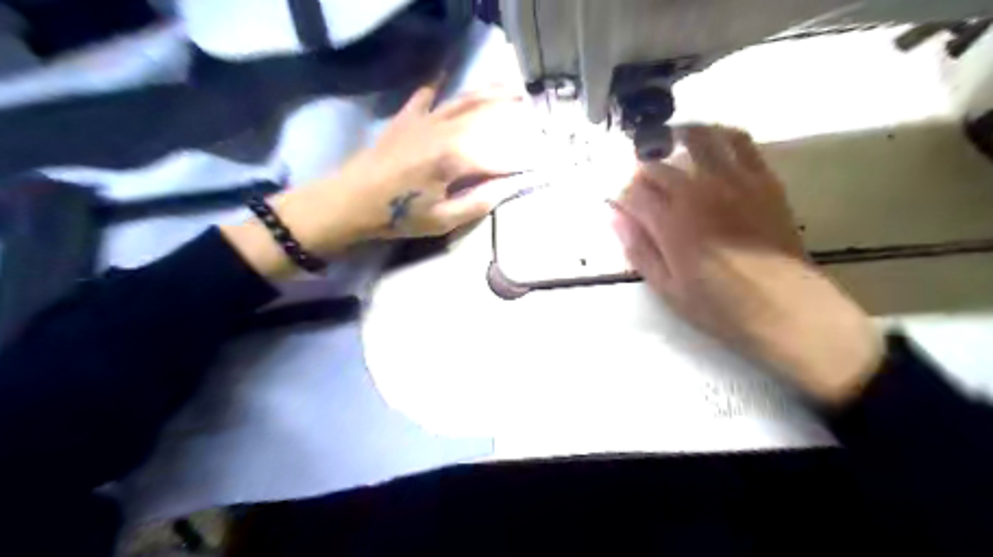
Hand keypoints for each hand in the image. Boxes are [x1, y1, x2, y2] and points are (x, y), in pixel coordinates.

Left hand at [325, 80, 534, 238]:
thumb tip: (503, 190)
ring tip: (510, 87)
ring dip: (488, 93)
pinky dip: (438, 86)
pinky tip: (445, 75)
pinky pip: (426, 96)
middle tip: (533, 109)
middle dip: (513, 113)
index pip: (497, 158)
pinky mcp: (406, 119)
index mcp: (454, 159)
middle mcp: (444, 132)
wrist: (349, 200)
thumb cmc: (397, 215)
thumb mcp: (440, 221)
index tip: (539, 163)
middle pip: (485, 117)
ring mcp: (424, 121)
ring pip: (463, 101)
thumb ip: (476, 205)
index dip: (520, 162)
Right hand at [614, 123, 883, 404]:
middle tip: (640, 189)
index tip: (619, 206)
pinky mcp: (762, 179)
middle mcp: (698, 191)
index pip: (633, 192)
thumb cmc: (719, 306)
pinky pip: (739, 142)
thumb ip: (638, 248)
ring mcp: (733, 181)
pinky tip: (709, 140)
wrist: (786, 309)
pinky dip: (719, 134)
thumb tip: (613, 216)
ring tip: (666, 144)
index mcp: (671, 221)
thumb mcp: (666, 288)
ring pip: (697, 139)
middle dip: (640, 174)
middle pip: (658, 165)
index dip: (620, 196)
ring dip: (675, 138)